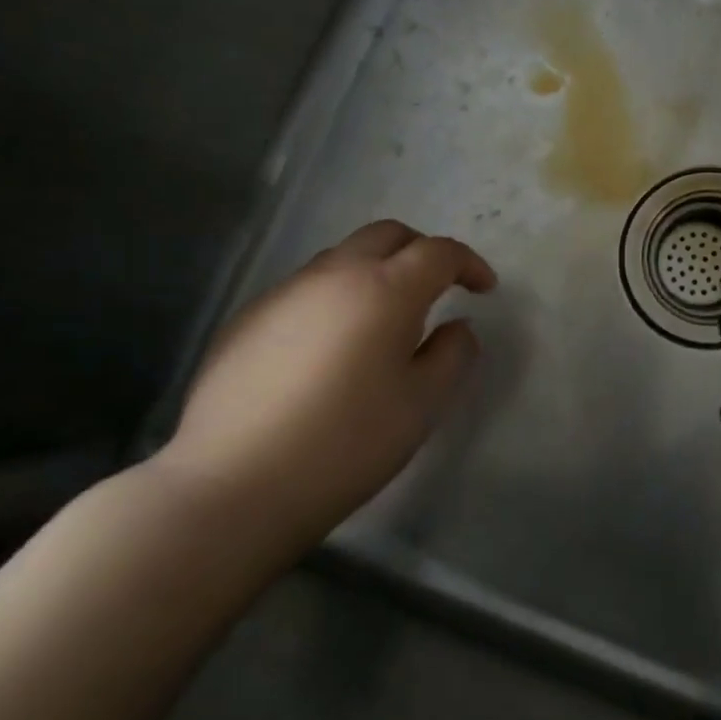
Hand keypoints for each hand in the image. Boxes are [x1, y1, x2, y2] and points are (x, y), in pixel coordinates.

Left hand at [155, 220, 496, 556]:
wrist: (236, 483)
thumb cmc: (348, 442)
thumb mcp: (423, 404)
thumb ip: (452, 355)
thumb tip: (457, 327)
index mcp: (385, 290)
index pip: (438, 252)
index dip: (469, 263)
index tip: (484, 289)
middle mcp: (333, 275)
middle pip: (386, 236)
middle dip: (421, 252)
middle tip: (439, 288)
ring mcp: (283, 294)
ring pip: (342, 259)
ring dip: (376, 273)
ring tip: (384, 323)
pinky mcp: (247, 319)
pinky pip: (305, 291)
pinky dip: (335, 300)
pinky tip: (330, 351)